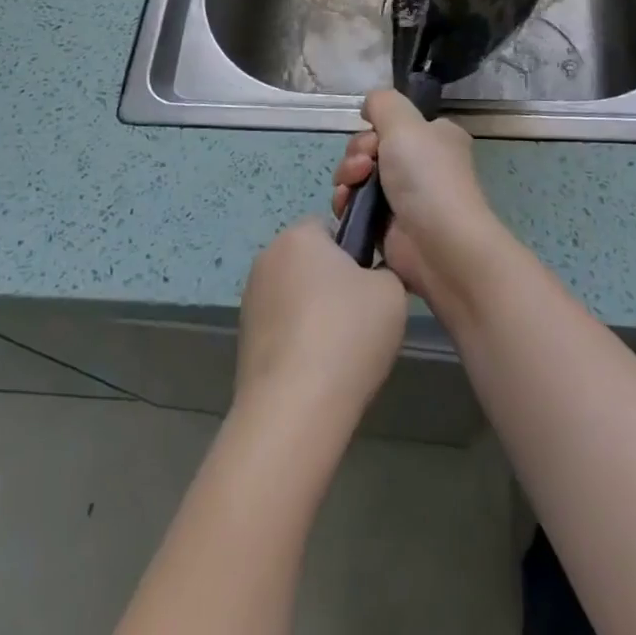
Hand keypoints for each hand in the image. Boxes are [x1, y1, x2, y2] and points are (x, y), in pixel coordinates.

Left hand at [235, 219, 407, 423]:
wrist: (294, 408)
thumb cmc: (347, 335)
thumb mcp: (392, 292)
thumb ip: (385, 271)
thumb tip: (369, 279)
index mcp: (300, 235)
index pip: (330, 226)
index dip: (353, 252)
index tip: (369, 284)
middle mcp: (267, 257)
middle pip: (309, 261)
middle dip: (331, 282)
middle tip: (360, 318)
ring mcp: (250, 299)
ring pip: (294, 295)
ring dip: (313, 313)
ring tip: (338, 352)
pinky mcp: (243, 338)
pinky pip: (281, 327)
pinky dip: (297, 341)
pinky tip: (316, 371)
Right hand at [331, 88, 501, 305]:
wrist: (439, 246)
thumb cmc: (426, 177)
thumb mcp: (405, 122)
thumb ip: (382, 103)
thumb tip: (369, 106)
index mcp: (435, 138)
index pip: (394, 124)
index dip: (375, 129)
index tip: (374, 139)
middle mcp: (421, 165)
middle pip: (370, 147)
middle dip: (357, 154)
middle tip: (364, 166)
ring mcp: (404, 197)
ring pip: (358, 176)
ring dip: (347, 178)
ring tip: (352, 190)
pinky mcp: (387, 227)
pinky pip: (355, 206)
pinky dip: (346, 203)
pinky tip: (346, 207)